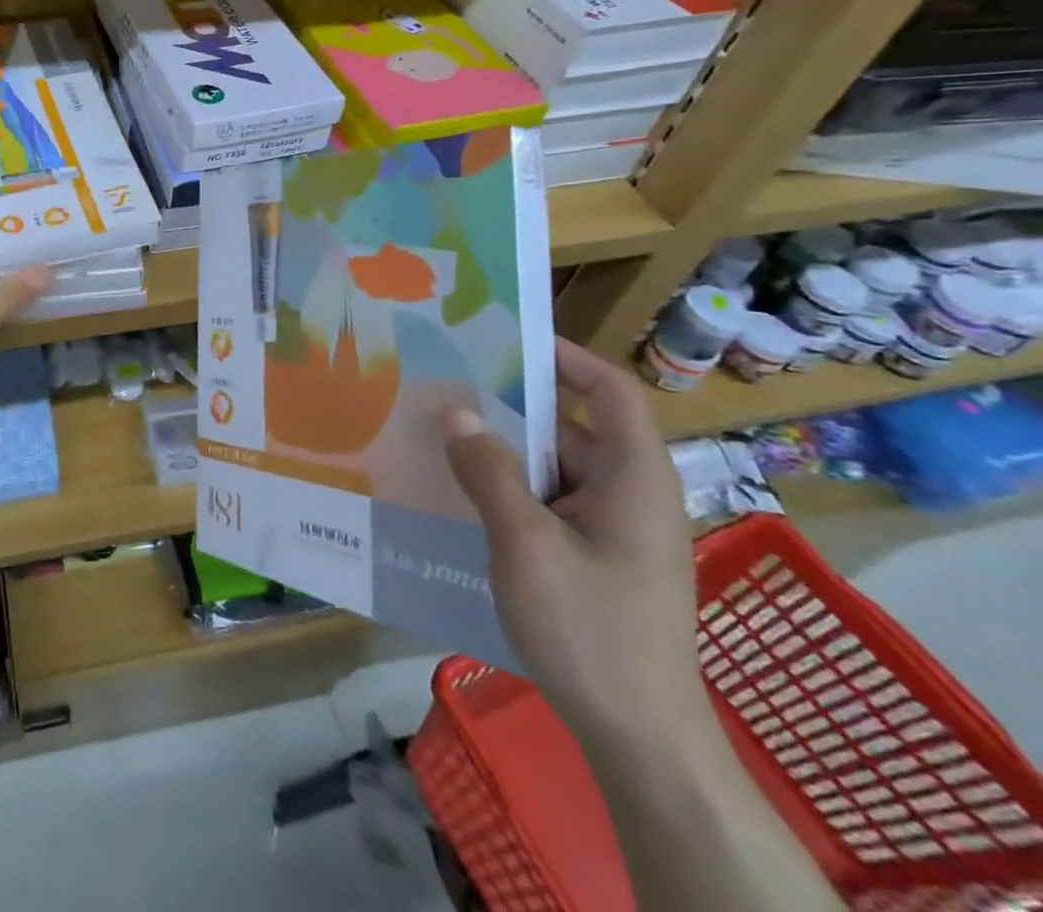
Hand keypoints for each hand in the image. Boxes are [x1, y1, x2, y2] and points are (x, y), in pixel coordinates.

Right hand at [440, 338, 703, 746]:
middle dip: (512, 407)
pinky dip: (510, 491)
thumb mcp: (526, 544)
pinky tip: (461, 495)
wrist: (642, 741)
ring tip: (440, 435)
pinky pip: (551, 505)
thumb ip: (489, 471)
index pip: (610, 392)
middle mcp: (631, 496)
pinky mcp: (598, 561)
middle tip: (448, 386)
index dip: (566, 358)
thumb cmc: (591, 630)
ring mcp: (616, 532)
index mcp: (634, 479)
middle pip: (572, 429)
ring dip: (503, 453)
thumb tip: (454, 410)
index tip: (507, 339)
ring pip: (555, 470)